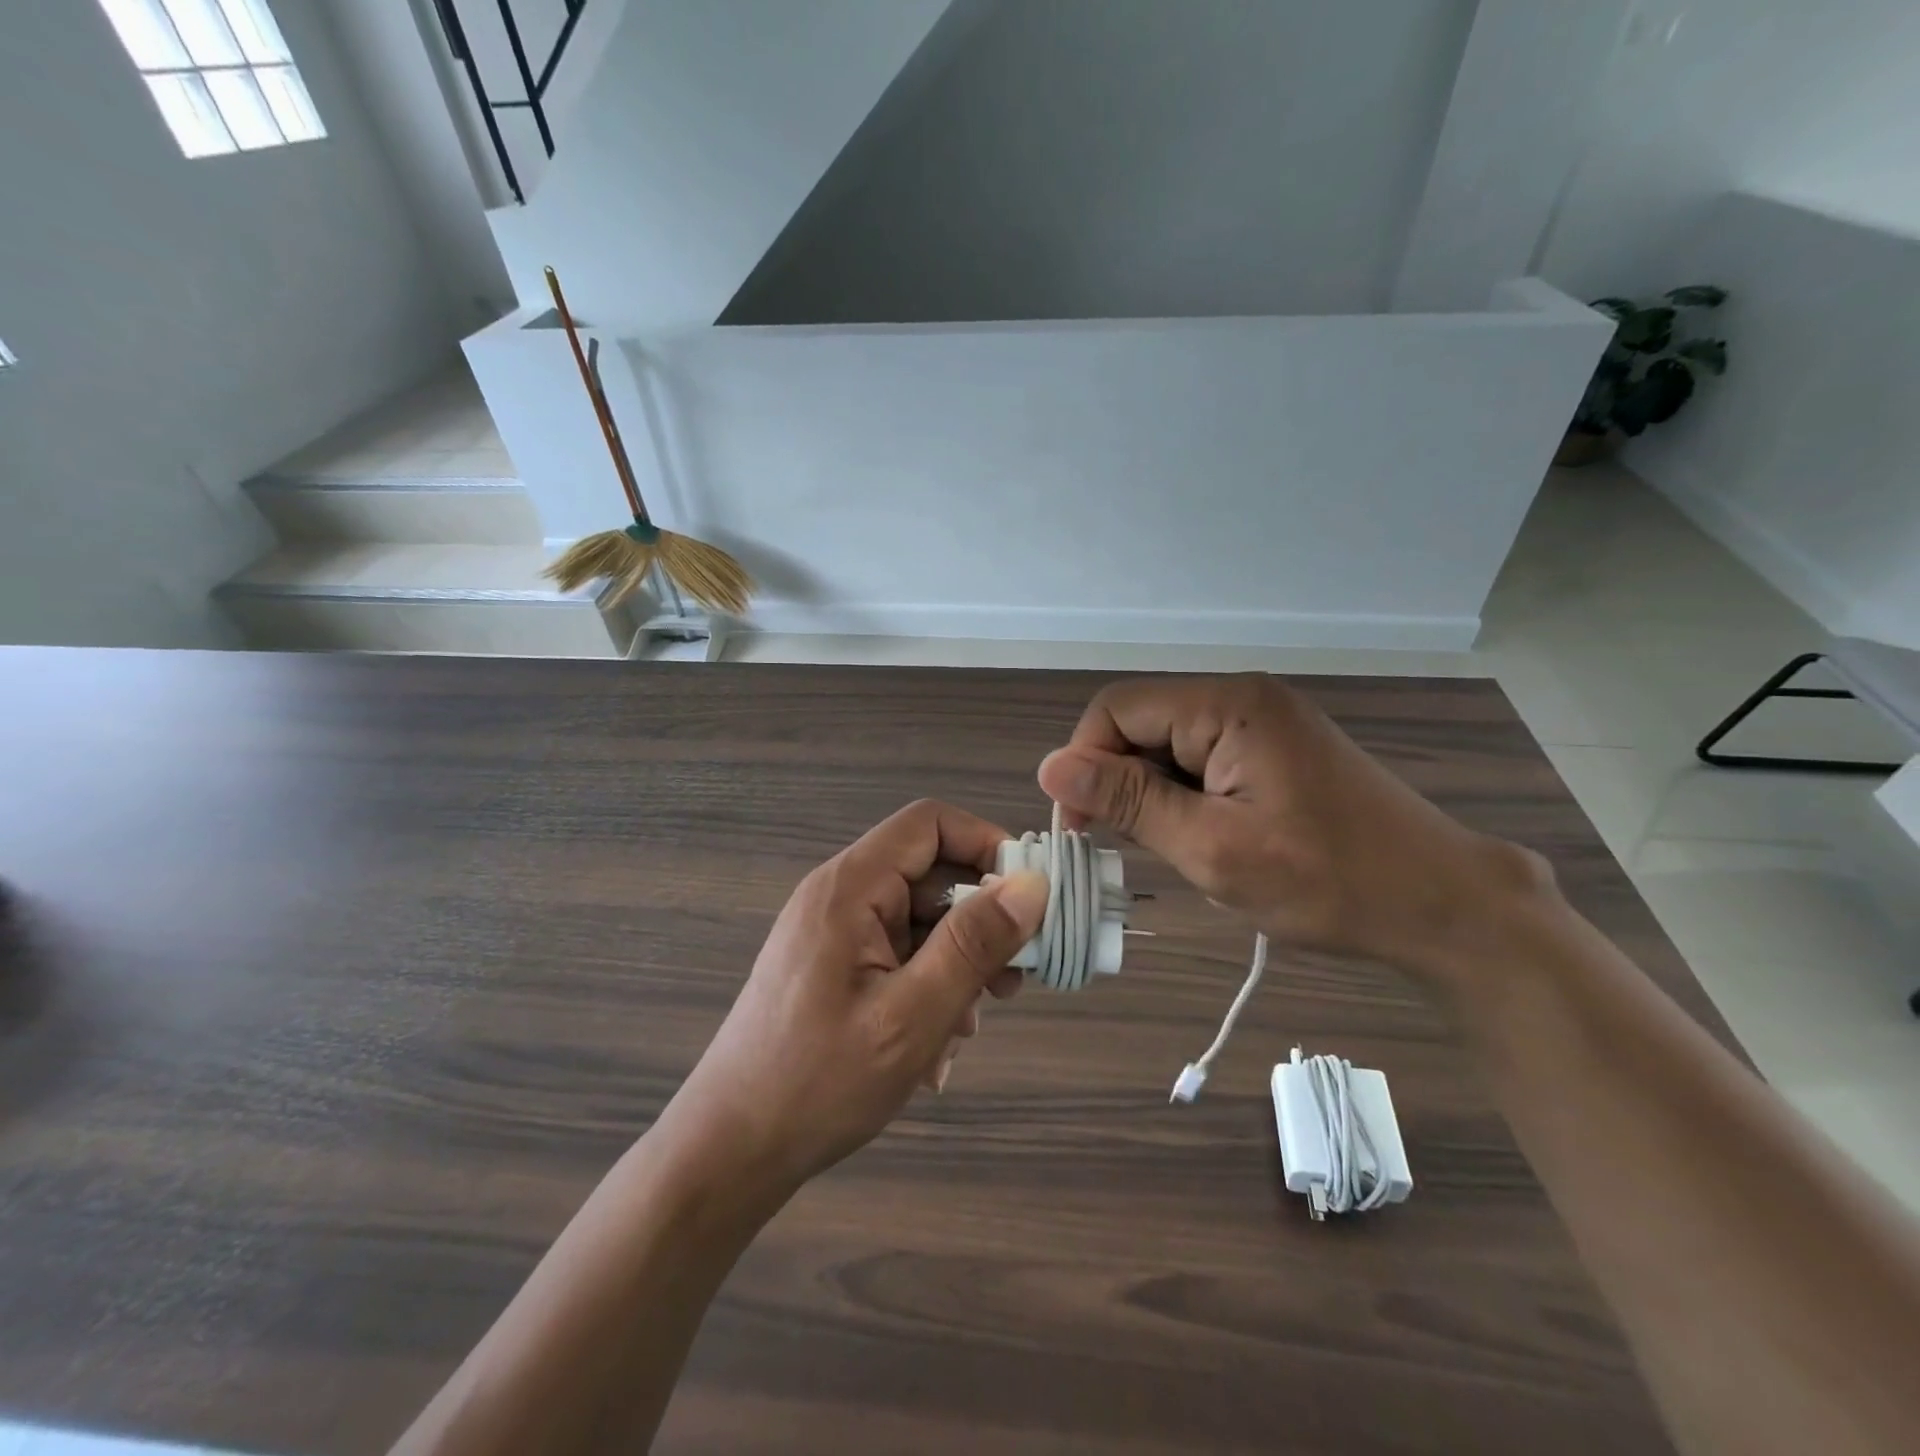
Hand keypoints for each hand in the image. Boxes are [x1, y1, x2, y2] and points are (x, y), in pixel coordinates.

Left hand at [665, 800, 1047, 1199]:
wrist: (731, 1151)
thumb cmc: (820, 1082)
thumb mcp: (913, 1015)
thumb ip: (973, 944)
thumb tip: (1031, 884)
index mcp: (851, 887)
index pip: (930, 824)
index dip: (985, 844)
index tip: (1028, 897)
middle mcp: (841, 896)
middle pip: (930, 877)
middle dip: (978, 925)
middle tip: (1011, 983)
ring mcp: (835, 933)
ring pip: (920, 923)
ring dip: (955, 969)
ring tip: (966, 1029)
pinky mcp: (834, 967)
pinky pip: (898, 957)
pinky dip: (927, 990)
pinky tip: (932, 1049)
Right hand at [1037, 674, 1548, 987]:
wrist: (1444, 905)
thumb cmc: (1330, 882)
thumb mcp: (1214, 849)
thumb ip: (1129, 802)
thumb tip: (1051, 766)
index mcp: (1228, 706)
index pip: (1116, 709)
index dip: (1084, 762)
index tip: (1082, 829)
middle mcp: (1242, 697)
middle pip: (1141, 724)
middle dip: (1120, 783)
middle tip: (1130, 849)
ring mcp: (1263, 721)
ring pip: (1168, 745)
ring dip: (1153, 795)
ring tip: (1180, 849)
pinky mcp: (1275, 748)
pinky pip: (1201, 759)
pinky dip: (1185, 797)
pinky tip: (1205, 837)